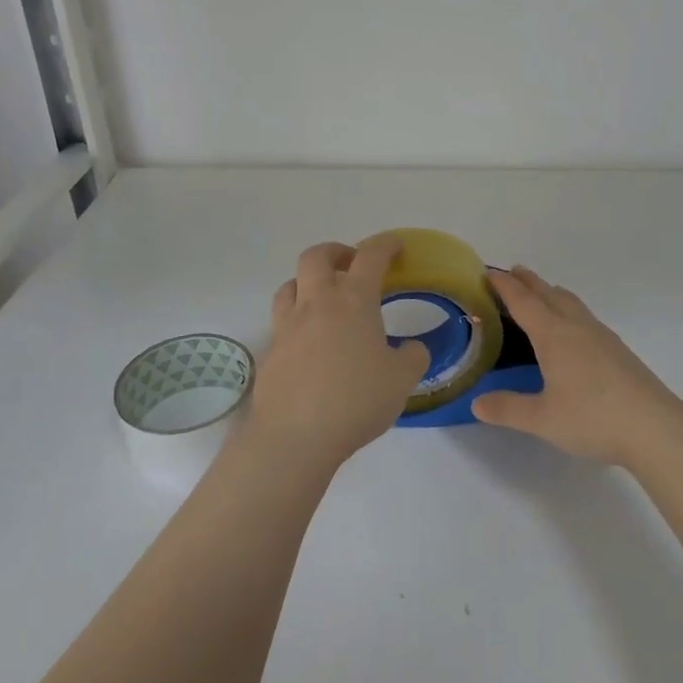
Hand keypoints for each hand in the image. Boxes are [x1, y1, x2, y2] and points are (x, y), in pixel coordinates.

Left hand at [246, 235, 430, 473]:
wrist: (294, 437)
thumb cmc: (356, 400)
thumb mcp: (402, 380)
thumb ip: (413, 357)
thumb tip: (412, 349)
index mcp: (353, 301)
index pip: (370, 256)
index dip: (385, 245)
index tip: (396, 247)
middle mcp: (316, 303)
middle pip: (316, 256)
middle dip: (336, 252)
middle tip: (352, 264)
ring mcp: (287, 326)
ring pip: (290, 285)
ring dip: (308, 282)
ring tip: (324, 300)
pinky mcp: (270, 352)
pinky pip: (281, 322)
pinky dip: (297, 321)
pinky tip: (310, 345)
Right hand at [471, 267, 682, 466]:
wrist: (654, 427)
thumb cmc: (592, 418)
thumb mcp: (542, 419)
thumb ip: (508, 409)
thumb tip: (477, 403)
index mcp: (553, 335)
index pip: (523, 302)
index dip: (504, 286)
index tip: (488, 272)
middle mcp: (576, 327)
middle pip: (549, 294)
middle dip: (528, 282)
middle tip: (512, 272)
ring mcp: (601, 336)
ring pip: (571, 303)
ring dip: (551, 292)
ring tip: (542, 293)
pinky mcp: (618, 350)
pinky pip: (585, 317)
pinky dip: (569, 310)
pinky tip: (574, 329)